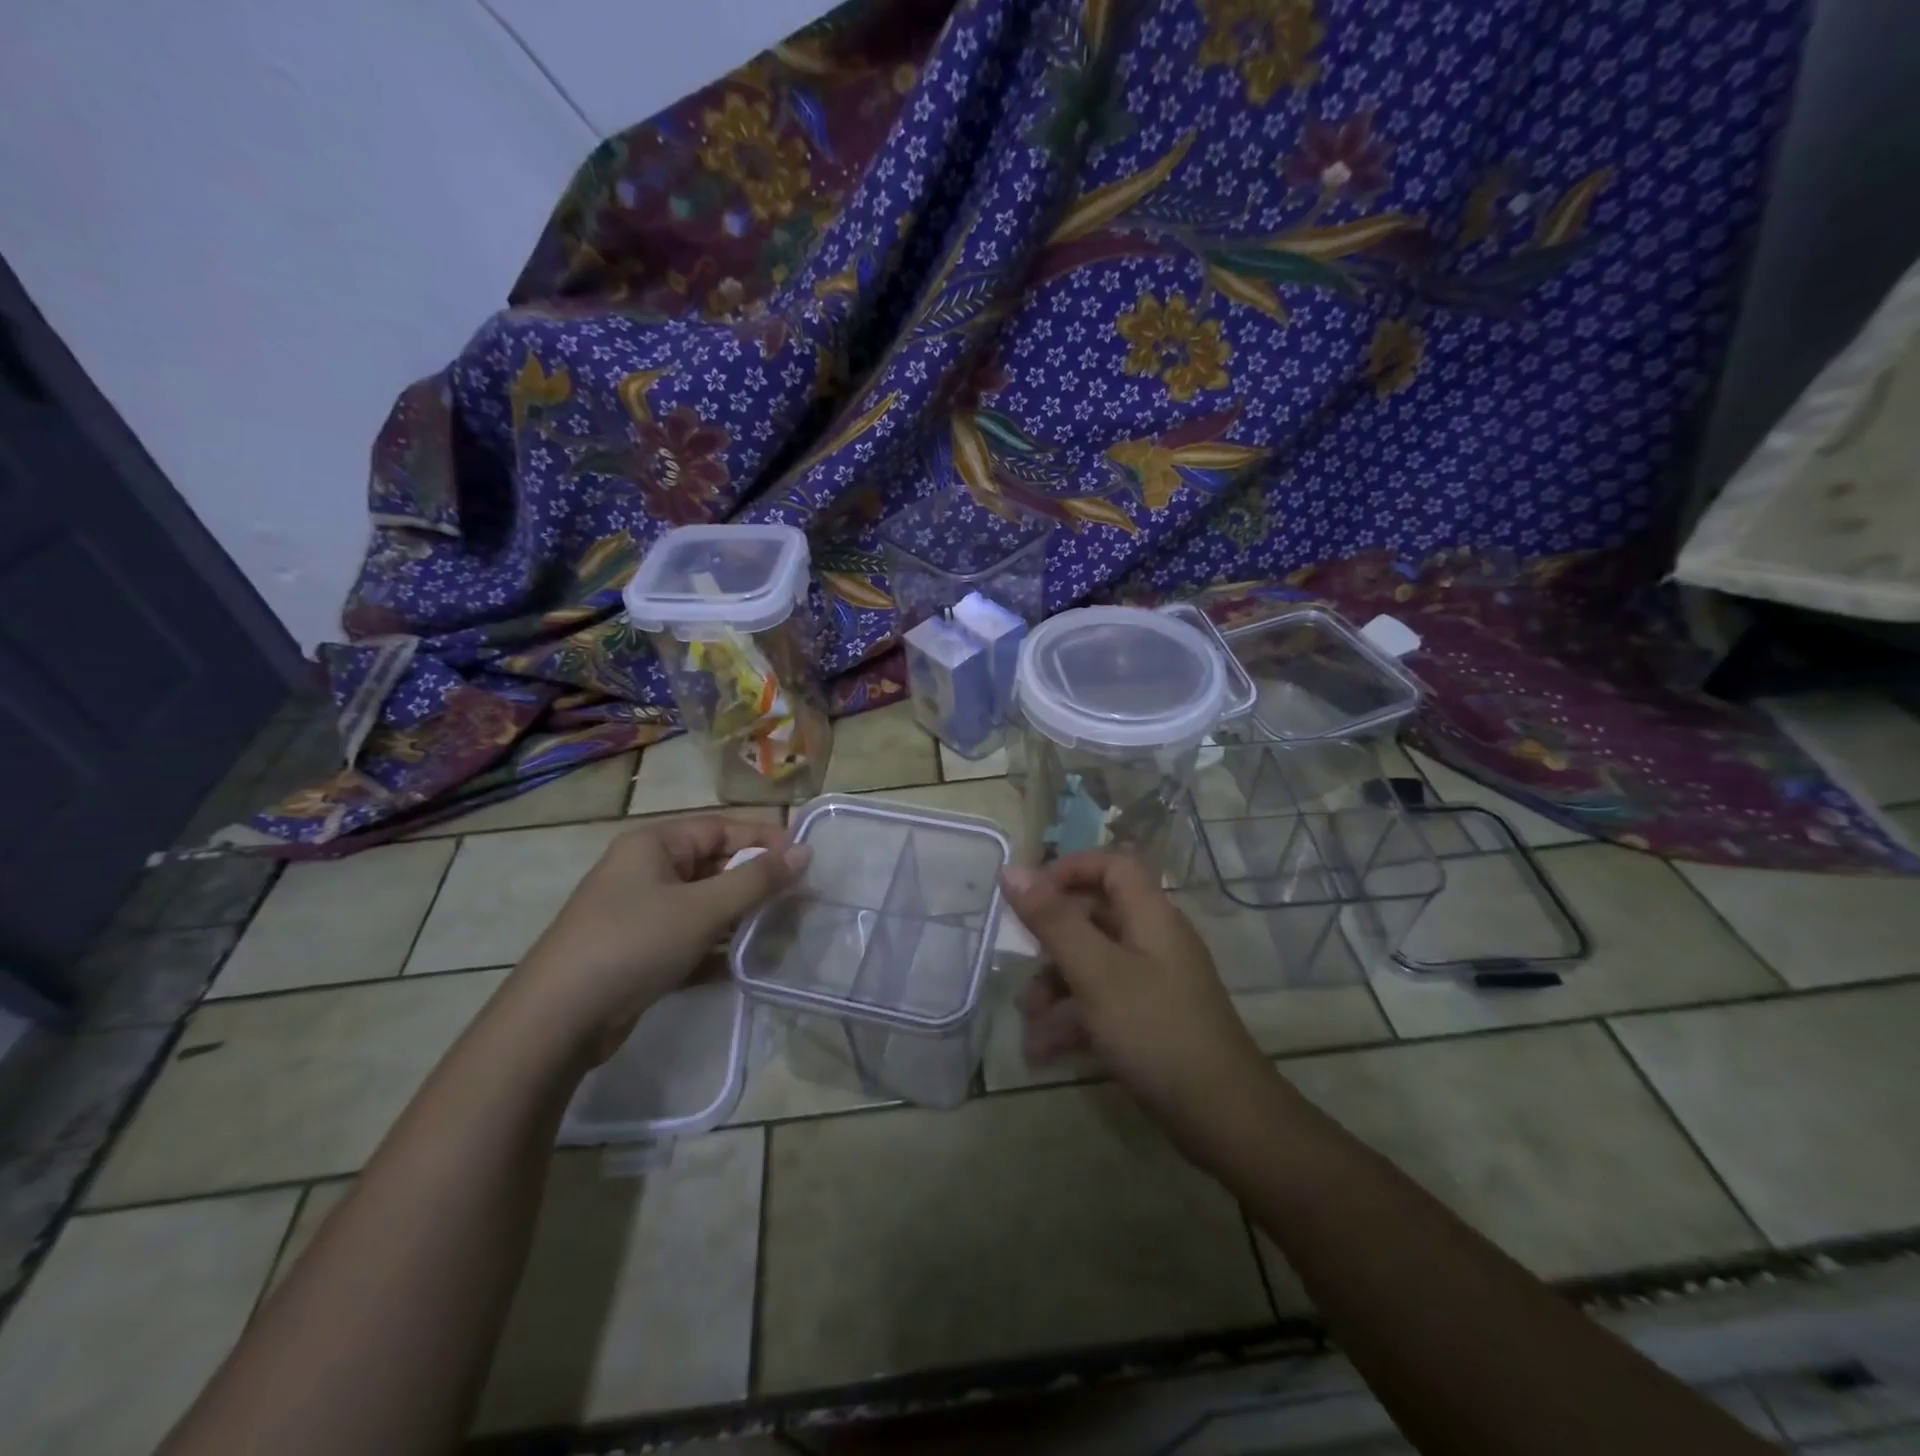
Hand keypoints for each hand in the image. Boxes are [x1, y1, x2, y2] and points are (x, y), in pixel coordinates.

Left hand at [507, 816, 808, 1059]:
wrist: (558, 1020)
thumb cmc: (634, 943)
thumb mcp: (703, 907)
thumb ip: (757, 879)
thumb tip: (804, 852)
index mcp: (655, 844)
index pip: (722, 827)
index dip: (765, 839)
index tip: (805, 860)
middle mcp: (646, 870)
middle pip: (714, 864)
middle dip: (755, 880)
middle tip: (798, 898)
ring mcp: (640, 912)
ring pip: (704, 903)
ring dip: (740, 915)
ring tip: (781, 929)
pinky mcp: (640, 950)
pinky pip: (690, 936)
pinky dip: (717, 946)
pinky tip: (746, 963)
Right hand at [1000, 852, 1270, 1136]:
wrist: (1222, 1116)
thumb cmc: (1155, 1029)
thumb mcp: (1095, 972)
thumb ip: (1052, 920)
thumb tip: (1012, 870)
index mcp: (1150, 915)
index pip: (1112, 865)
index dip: (1070, 869)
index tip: (1029, 893)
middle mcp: (1154, 940)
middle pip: (1096, 916)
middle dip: (1051, 941)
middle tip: (1019, 960)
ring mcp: (1154, 982)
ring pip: (1094, 964)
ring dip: (1055, 988)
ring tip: (1028, 1020)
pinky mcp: (1151, 1020)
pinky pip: (1103, 1003)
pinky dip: (1073, 1020)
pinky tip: (1043, 1052)